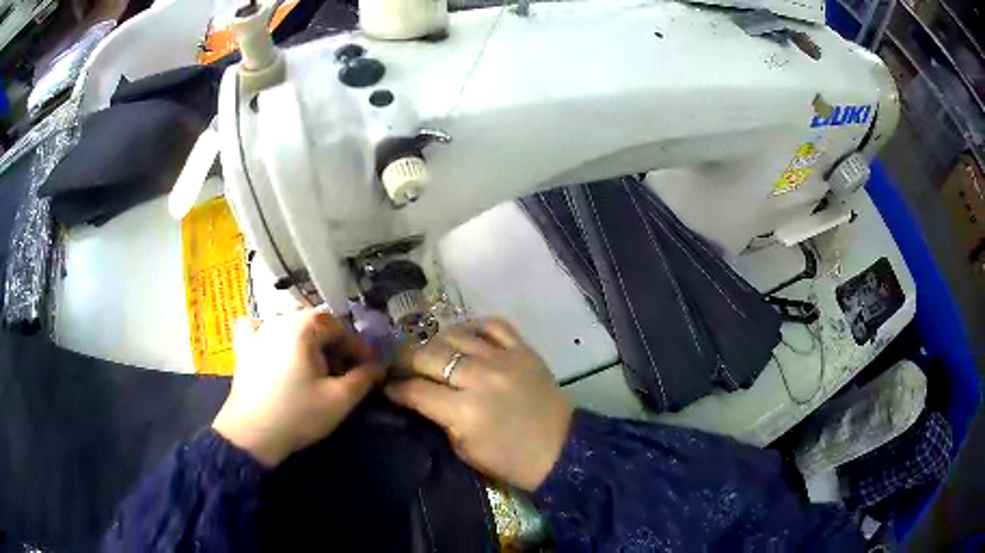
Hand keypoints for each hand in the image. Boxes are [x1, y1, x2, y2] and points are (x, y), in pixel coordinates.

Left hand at [212, 309, 381, 465]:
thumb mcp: (339, 400)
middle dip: (334, 345)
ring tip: (316, 367)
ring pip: (291, 326)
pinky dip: (271, 334)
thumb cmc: (297, 415)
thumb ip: (363, 378)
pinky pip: (259, 328)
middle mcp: (278, 320)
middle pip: (315, 324)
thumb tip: (377, 365)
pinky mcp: (243, 347)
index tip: (369, 367)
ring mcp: (257, 332)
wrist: (251, 434)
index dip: (358, 347)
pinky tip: (274, 347)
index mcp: (302, 328)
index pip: (339, 327)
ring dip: (309, 342)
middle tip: (346, 370)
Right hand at [385, 319, 572, 490]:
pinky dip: (473, 326)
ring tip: (430, 350)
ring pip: (455, 334)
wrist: (561, 449)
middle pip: (428, 355)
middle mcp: (480, 378)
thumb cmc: (510, 460)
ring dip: (435, 341)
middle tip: (399, 364)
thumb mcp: (465, 450)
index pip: (415, 390)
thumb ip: (439, 420)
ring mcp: (503, 359)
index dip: (395, 388)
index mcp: (464, 411)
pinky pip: (492, 324)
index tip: (387, 386)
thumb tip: (417, 398)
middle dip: (405, 359)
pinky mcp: (523, 349)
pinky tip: (464, 335)